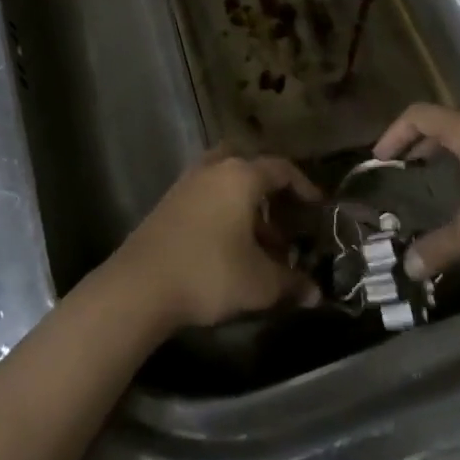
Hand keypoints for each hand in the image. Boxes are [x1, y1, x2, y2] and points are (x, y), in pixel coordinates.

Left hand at [112, 152, 322, 330]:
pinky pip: (207, 194)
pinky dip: (224, 210)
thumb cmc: (210, 272)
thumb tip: (315, 293)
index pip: (281, 168)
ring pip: (226, 180)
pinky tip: (230, 245)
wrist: (141, 284)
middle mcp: (215, 168)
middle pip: (249, 166)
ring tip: (261, 240)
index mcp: (241, 175)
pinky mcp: (169, 201)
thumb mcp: (260, 283)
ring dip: (245, 203)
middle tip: (285, 217)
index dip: (304, 186)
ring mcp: (188, 182)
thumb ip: (291, 283)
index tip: (318, 207)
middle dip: (270, 189)